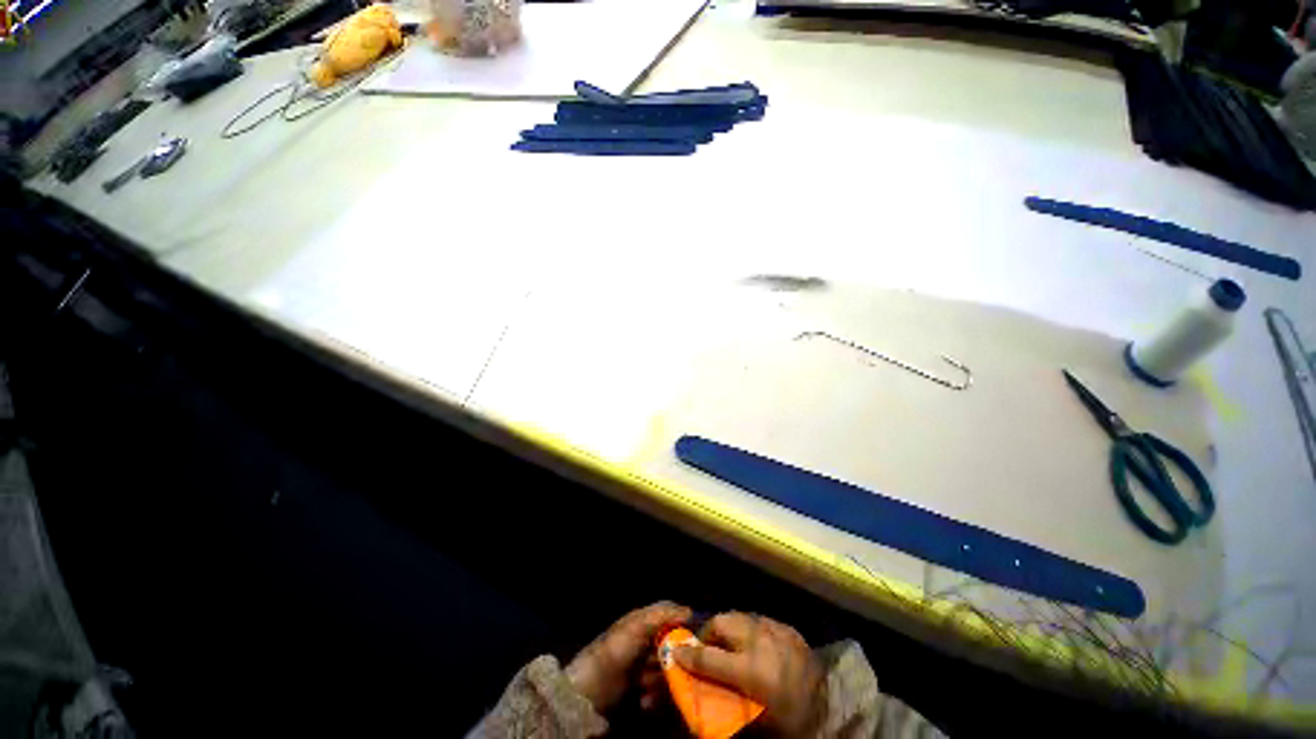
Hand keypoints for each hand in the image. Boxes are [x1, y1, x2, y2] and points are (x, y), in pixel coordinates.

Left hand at [566, 601, 690, 712]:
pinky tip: (645, 701)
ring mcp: (643, 666)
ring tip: (648, 688)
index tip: (698, 634)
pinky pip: (658, 691)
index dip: (683, 621)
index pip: (669, 614)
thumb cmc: (614, 652)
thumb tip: (690, 611)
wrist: (587, 692)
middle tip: (672, 670)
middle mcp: (645, 640)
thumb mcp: (637, 627)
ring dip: (663, 682)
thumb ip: (662, 616)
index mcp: (643, 621)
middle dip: (675, 659)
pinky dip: (655, 697)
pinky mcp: (641, 689)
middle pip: (672, 645)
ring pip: (667, 670)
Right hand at [674, 612, 823, 736]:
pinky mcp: (788, 627)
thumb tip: (698, 683)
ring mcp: (776, 630)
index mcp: (751, 671)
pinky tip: (754, 642)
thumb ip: (722, 694)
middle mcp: (761, 642)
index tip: (676, 652)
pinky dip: (750, 628)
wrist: (830, 713)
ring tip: (729, 643)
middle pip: (722, 623)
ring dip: (729, 627)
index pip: (709, 657)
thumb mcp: (751, 717)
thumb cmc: (785, 719)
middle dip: (709, 632)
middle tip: (706, 646)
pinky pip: (760, 619)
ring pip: (739, 616)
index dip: (689, 654)